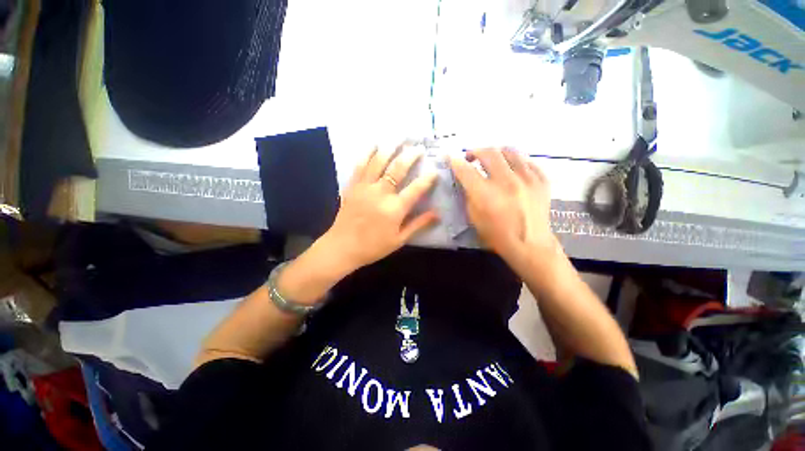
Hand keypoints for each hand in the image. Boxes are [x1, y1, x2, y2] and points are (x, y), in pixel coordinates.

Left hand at [321, 144, 438, 271]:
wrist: (342, 247)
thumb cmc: (373, 247)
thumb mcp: (399, 239)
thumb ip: (418, 224)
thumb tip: (437, 214)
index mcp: (394, 209)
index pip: (416, 189)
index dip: (427, 178)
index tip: (434, 171)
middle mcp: (380, 194)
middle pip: (397, 169)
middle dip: (410, 156)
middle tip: (419, 147)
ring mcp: (364, 187)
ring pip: (378, 162)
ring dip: (390, 148)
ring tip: (399, 139)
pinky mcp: (352, 186)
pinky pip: (360, 166)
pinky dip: (367, 153)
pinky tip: (374, 145)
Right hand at [449, 148, 557, 268]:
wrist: (530, 246)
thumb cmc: (497, 235)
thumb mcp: (474, 218)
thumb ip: (469, 196)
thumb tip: (467, 179)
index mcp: (486, 195)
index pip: (466, 170)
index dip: (456, 162)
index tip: (451, 158)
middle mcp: (507, 182)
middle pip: (489, 152)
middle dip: (475, 151)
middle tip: (471, 157)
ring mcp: (527, 179)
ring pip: (510, 151)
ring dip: (496, 152)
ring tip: (492, 159)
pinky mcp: (542, 180)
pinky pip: (527, 161)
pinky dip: (515, 162)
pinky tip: (511, 169)